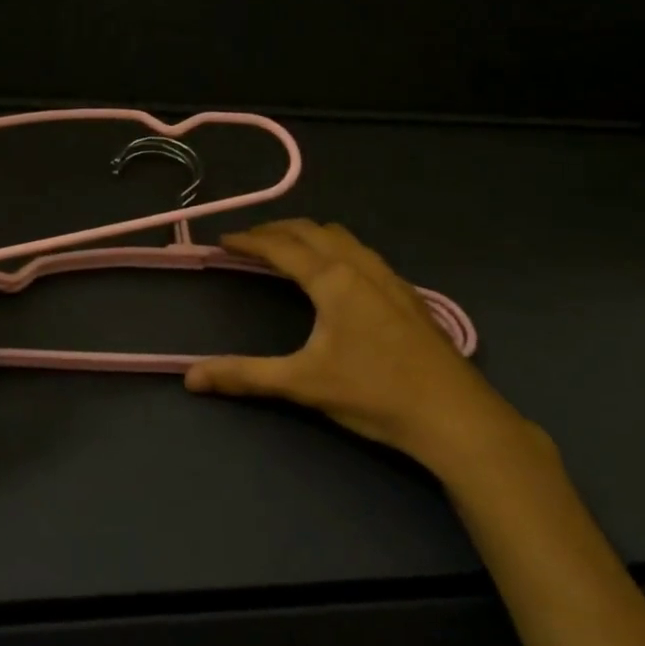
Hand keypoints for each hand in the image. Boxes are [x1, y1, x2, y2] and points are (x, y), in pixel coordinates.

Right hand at [184, 220, 536, 473]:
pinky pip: (361, 252)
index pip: (280, 246)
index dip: (248, 241)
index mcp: (332, 278)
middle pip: (311, 230)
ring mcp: (388, 276)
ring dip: (309, 235)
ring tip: (288, 250)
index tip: (223, 240)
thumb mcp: (303, 383)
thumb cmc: (374, 393)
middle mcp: (359, 265)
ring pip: (341, 237)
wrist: (454, 415)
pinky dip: (335, 248)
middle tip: (249, 243)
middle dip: (276, 230)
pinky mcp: (406, 292)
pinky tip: (336, 275)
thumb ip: (245, 375)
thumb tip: (190, 378)